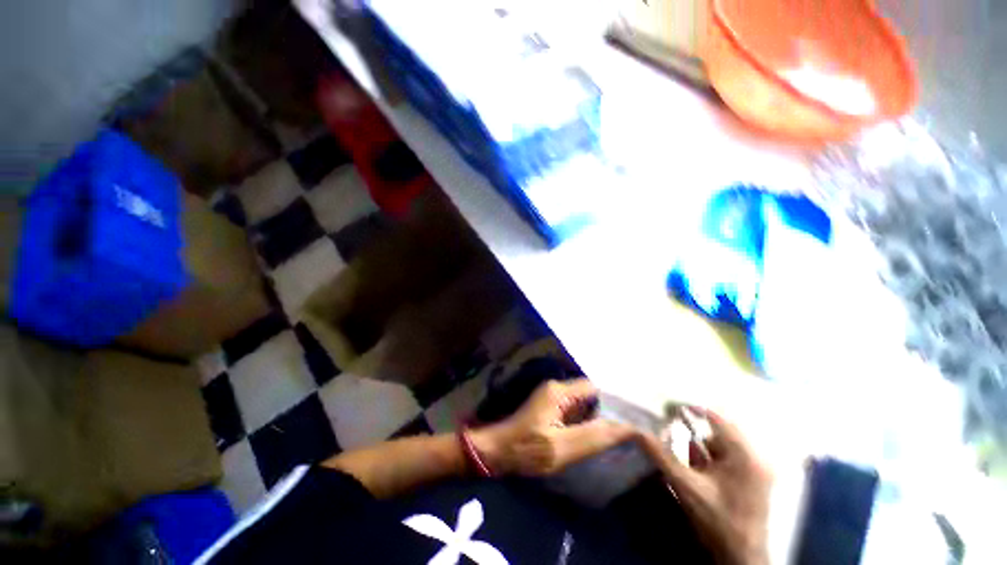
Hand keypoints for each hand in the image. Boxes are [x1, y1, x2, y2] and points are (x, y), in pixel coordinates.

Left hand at [472, 379, 634, 475]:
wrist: (496, 452)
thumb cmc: (526, 450)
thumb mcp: (562, 447)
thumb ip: (593, 437)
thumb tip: (626, 428)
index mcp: (560, 391)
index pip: (595, 389)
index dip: (614, 403)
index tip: (630, 421)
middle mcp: (556, 388)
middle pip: (590, 395)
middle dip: (606, 411)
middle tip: (624, 432)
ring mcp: (551, 397)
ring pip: (582, 404)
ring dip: (596, 418)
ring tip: (614, 436)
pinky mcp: (548, 408)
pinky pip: (573, 411)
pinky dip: (584, 422)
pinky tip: (591, 437)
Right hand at [638, 408, 772, 564]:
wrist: (741, 558)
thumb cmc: (717, 521)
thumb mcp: (686, 487)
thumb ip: (661, 456)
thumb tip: (637, 432)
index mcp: (744, 455)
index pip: (716, 417)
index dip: (691, 408)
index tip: (668, 405)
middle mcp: (754, 457)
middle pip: (717, 431)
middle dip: (693, 431)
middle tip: (672, 431)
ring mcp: (756, 469)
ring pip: (720, 445)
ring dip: (701, 449)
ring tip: (690, 463)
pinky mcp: (752, 479)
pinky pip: (726, 458)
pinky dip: (709, 459)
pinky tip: (699, 472)